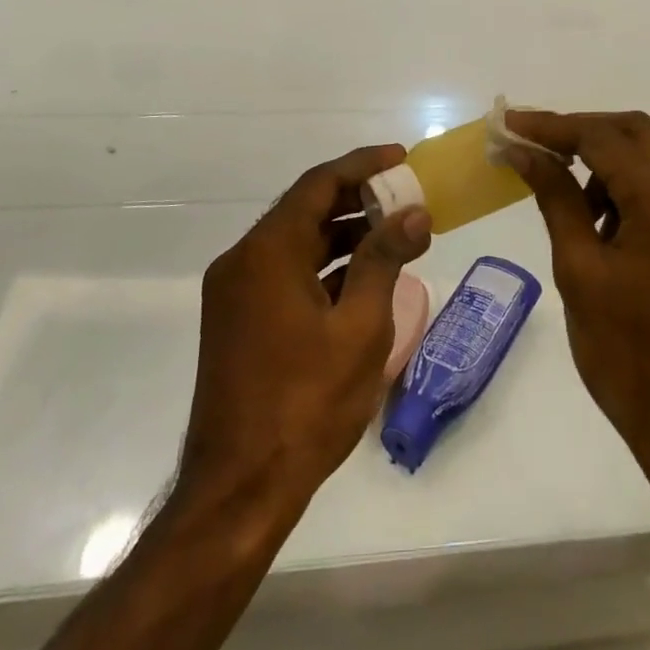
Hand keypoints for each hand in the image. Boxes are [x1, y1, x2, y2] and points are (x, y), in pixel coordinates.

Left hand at [179, 146, 431, 518]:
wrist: (238, 491)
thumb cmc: (305, 405)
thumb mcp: (359, 328)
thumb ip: (385, 260)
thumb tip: (414, 213)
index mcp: (267, 253)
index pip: (319, 184)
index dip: (363, 165)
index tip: (402, 157)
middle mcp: (243, 261)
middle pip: (306, 210)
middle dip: (359, 200)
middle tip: (408, 199)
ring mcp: (236, 293)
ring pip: (297, 242)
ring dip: (344, 234)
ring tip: (397, 236)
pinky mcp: (238, 320)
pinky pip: (286, 273)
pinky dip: (325, 267)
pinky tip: (364, 277)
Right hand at [503, 112, 649, 476]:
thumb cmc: (630, 355)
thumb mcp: (580, 270)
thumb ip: (555, 198)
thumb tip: (523, 151)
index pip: (602, 137)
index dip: (551, 126)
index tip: (508, 124)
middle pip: (635, 132)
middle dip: (581, 132)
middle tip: (533, 146)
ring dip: (607, 157)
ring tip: (565, 191)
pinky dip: (632, 185)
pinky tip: (602, 218)